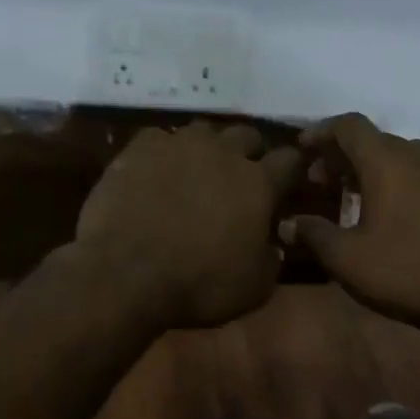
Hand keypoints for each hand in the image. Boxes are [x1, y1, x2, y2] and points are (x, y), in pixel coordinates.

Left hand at [74, 121, 302, 329]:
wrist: (126, 274)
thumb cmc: (199, 284)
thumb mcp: (255, 287)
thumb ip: (272, 258)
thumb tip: (273, 243)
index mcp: (259, 184)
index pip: (290, 160)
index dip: (293, 168)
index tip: (290, 180)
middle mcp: (223, 152)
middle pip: (247, 135)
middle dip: (250, 152)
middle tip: (241, 177)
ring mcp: (179, 145)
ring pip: (204, 131)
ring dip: (208, 148)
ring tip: (198, 170)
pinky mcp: (139, 149)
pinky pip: (159, 139)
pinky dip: (164, 152)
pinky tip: (157, 172)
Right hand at [280, 114, 419, 332]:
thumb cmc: (405, 272)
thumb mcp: (347, 259)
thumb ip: (313, 234)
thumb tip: (287, 225)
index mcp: (388, 161)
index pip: (349, 126)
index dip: (321, 132)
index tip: (302, 149)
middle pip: (374, 140)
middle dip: (343, 156)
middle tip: (320, 182)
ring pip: (401, 156)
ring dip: (372, 169)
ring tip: (353, 197)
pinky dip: (399, 181)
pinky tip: (392, 212)